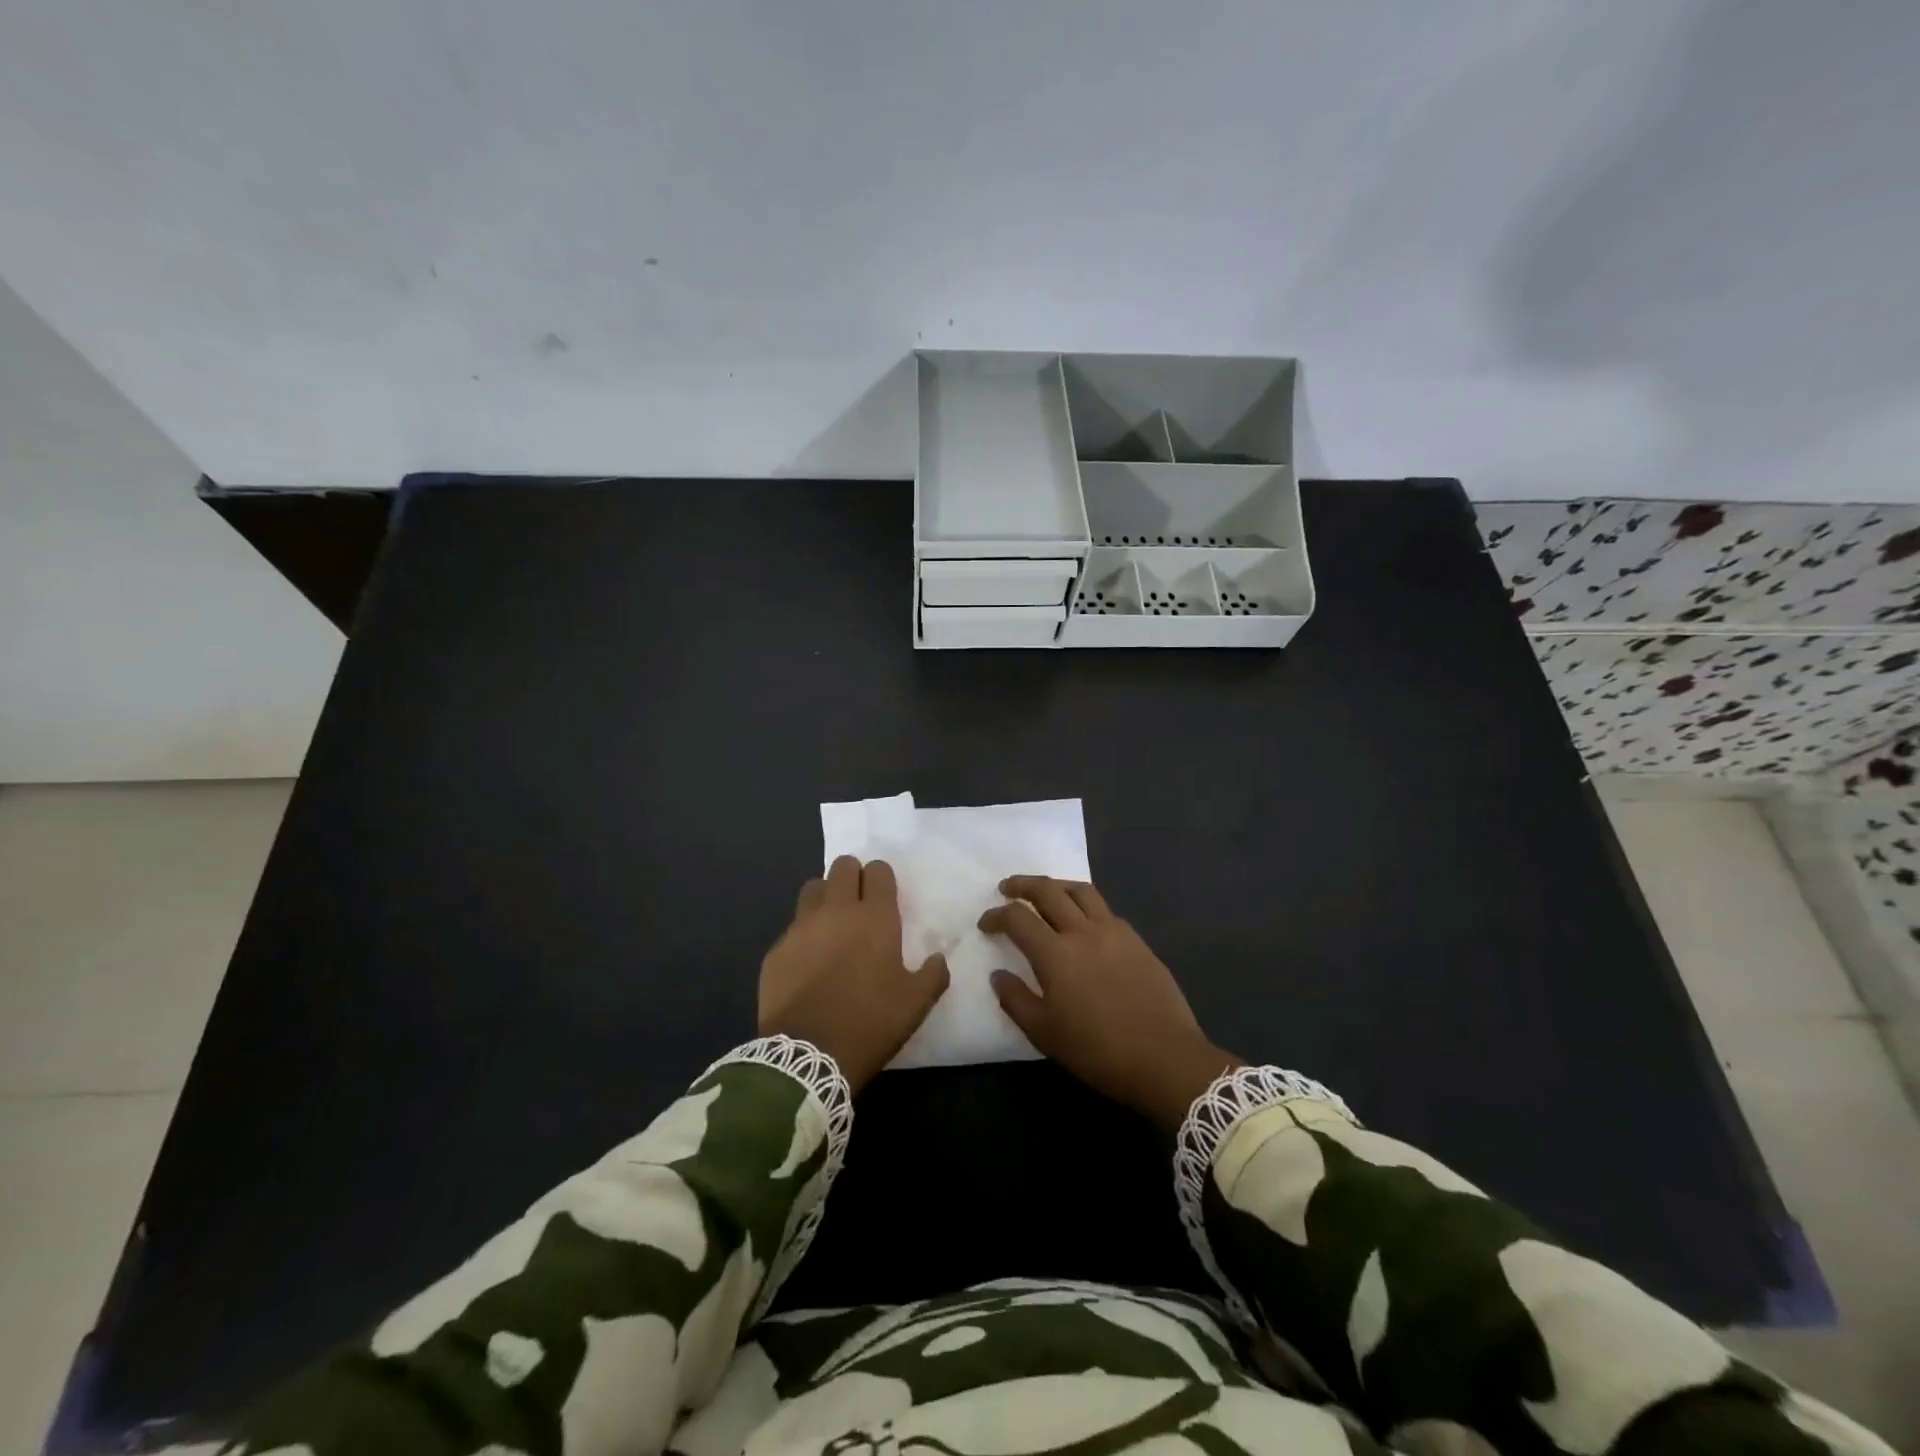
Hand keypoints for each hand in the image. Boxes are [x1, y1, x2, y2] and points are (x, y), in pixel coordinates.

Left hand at [760, 856, 949, 1092]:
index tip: (885, 896)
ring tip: (832, 922)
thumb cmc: (869, 1022)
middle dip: (853, 876)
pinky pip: (792, 926)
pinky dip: (803, 934)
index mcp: (874, 917)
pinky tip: (808, 960)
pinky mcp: (776, 950)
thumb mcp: (915, 1003)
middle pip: (842, 866)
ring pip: (813, 888)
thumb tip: (938, 958)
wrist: (807, 1056)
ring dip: (825, 896)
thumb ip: (933, 974)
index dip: (882, 878)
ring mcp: (801, 928)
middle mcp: (836, 911)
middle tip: (859, 902)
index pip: (878, 871)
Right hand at [981, 876, 1239, 1129]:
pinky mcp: (1137, 940)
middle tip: (1007, 888)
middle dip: (1022, 885)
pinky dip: (1085, 905)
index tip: (986, 923)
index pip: (1017, 918)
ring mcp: (1114, 931)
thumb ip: (1016, 1000)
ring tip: (1045, 892)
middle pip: (1048, 891)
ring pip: (1081, 891)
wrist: (1164, 1057)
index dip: (996, 915)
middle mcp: (1083, 931)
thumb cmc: (1097, 1050)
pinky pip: (1105, 910)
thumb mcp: (1044, 1033)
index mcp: (1055, 953)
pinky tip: (1083, 921)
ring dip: (1057, 885)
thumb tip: (998, 974)